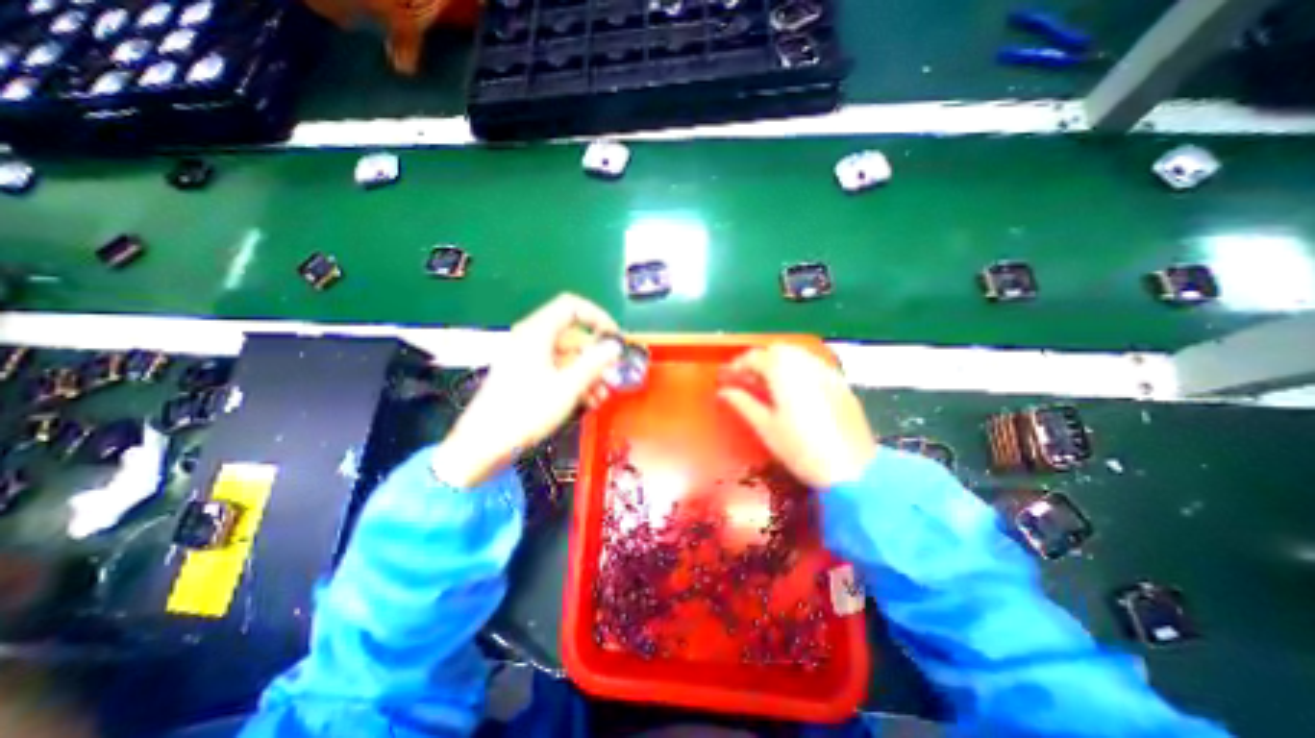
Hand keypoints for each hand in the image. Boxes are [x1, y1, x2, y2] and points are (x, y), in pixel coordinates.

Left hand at [431, 293, 620, 490]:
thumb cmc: (526, 411)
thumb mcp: (568, 387)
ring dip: (588, 373)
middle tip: (612, 375)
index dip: (597, 317)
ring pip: (566, 356)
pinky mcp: (525, 376)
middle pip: (572, 335)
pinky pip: (556, 369)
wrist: (484, 444)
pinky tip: (587, 400)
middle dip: (596, 355)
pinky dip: (574, 381)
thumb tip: (614, 346)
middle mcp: (531, 339)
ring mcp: (527, 358)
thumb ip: (595, 363)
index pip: (571, 307)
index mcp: (537, 332)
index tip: (614, 337)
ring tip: (602, 395)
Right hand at [716, 344, 876, 488]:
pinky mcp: (840, 383)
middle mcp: (806, 364)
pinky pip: (813, 364)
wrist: (852, 469)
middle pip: (777, 349)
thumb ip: (743, 403)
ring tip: (769, 384)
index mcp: (783, 372)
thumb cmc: (800, 449)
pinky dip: (798, 369)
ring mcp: (826, 371)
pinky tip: (794, 390)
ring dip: (779, 362)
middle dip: (760, 360)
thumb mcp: (765, 427)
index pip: (755, 357)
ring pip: (797, 354)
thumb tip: (724, 391)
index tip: (729, 377)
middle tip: (748, 380)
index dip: (738, 365)